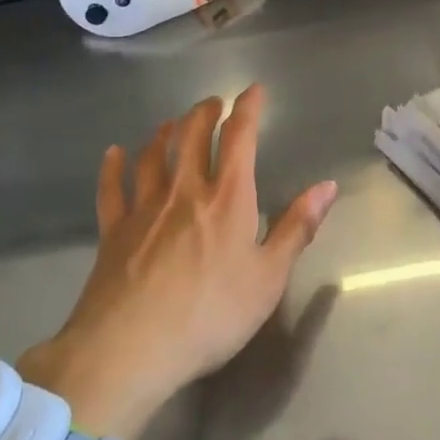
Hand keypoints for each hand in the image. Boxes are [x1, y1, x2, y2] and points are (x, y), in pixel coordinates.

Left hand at [18, 86, 338, 439]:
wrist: (130, 349)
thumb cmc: (211, 315)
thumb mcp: (269, 277)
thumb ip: (297, 227)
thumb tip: (328, 186)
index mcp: (228, 199)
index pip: (239, 138)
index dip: (248, 109)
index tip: (253, 90)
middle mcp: (185, 191)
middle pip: (192, 136)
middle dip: (204, 113)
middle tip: (212, 103)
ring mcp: (144, 208)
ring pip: (153, 156)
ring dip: (165, 133)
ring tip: (172, 123)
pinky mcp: (113, 231)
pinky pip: (111, 189)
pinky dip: (112, 167)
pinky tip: (113, 153)